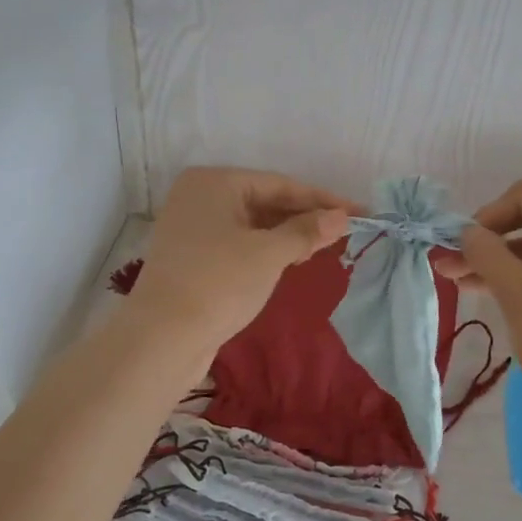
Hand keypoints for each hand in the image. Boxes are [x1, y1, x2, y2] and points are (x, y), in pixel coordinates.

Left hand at [130, 167, 358, 348]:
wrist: (162, 338)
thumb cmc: (219, 283)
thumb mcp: (269, 254)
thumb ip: (306, 232)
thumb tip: (342, 217)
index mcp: (214, 182)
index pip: (280, 184)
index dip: (322, 200)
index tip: (359, 212)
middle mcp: (199, 196)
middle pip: (265, 200)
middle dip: (304, 217)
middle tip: (344, 232)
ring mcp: (192, 227)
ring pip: (252, 223)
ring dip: (287, 235)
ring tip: (322, 248)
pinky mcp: (192, 257)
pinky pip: (238, 242)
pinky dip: (266, 249)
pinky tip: (290, 261)